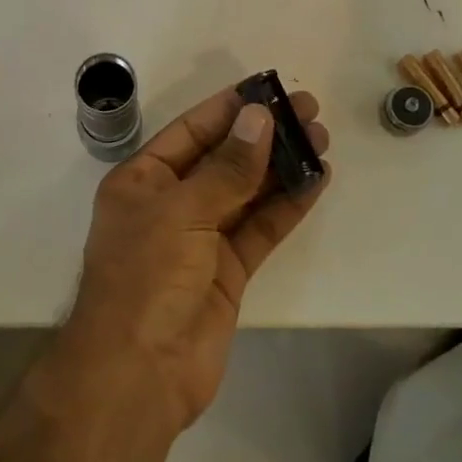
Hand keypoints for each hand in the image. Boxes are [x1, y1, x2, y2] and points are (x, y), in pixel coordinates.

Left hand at [53, 86, 330, 433]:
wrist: (140, 373)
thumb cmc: (147, 277)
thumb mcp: (183, 212)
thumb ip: (226, 168)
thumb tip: (259, 118)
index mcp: (142, 182)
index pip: (190, 132)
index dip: (228, 109)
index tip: (268, 88)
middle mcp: (170, 205)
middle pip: (223, 159)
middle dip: (263, 134)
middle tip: (309, 111)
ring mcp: (200, 240)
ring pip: (246, 192)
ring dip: (281, 166)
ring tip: (321, 138)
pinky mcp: (227, 272)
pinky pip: (260, 229)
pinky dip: (287, 206)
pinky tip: (316, 180)